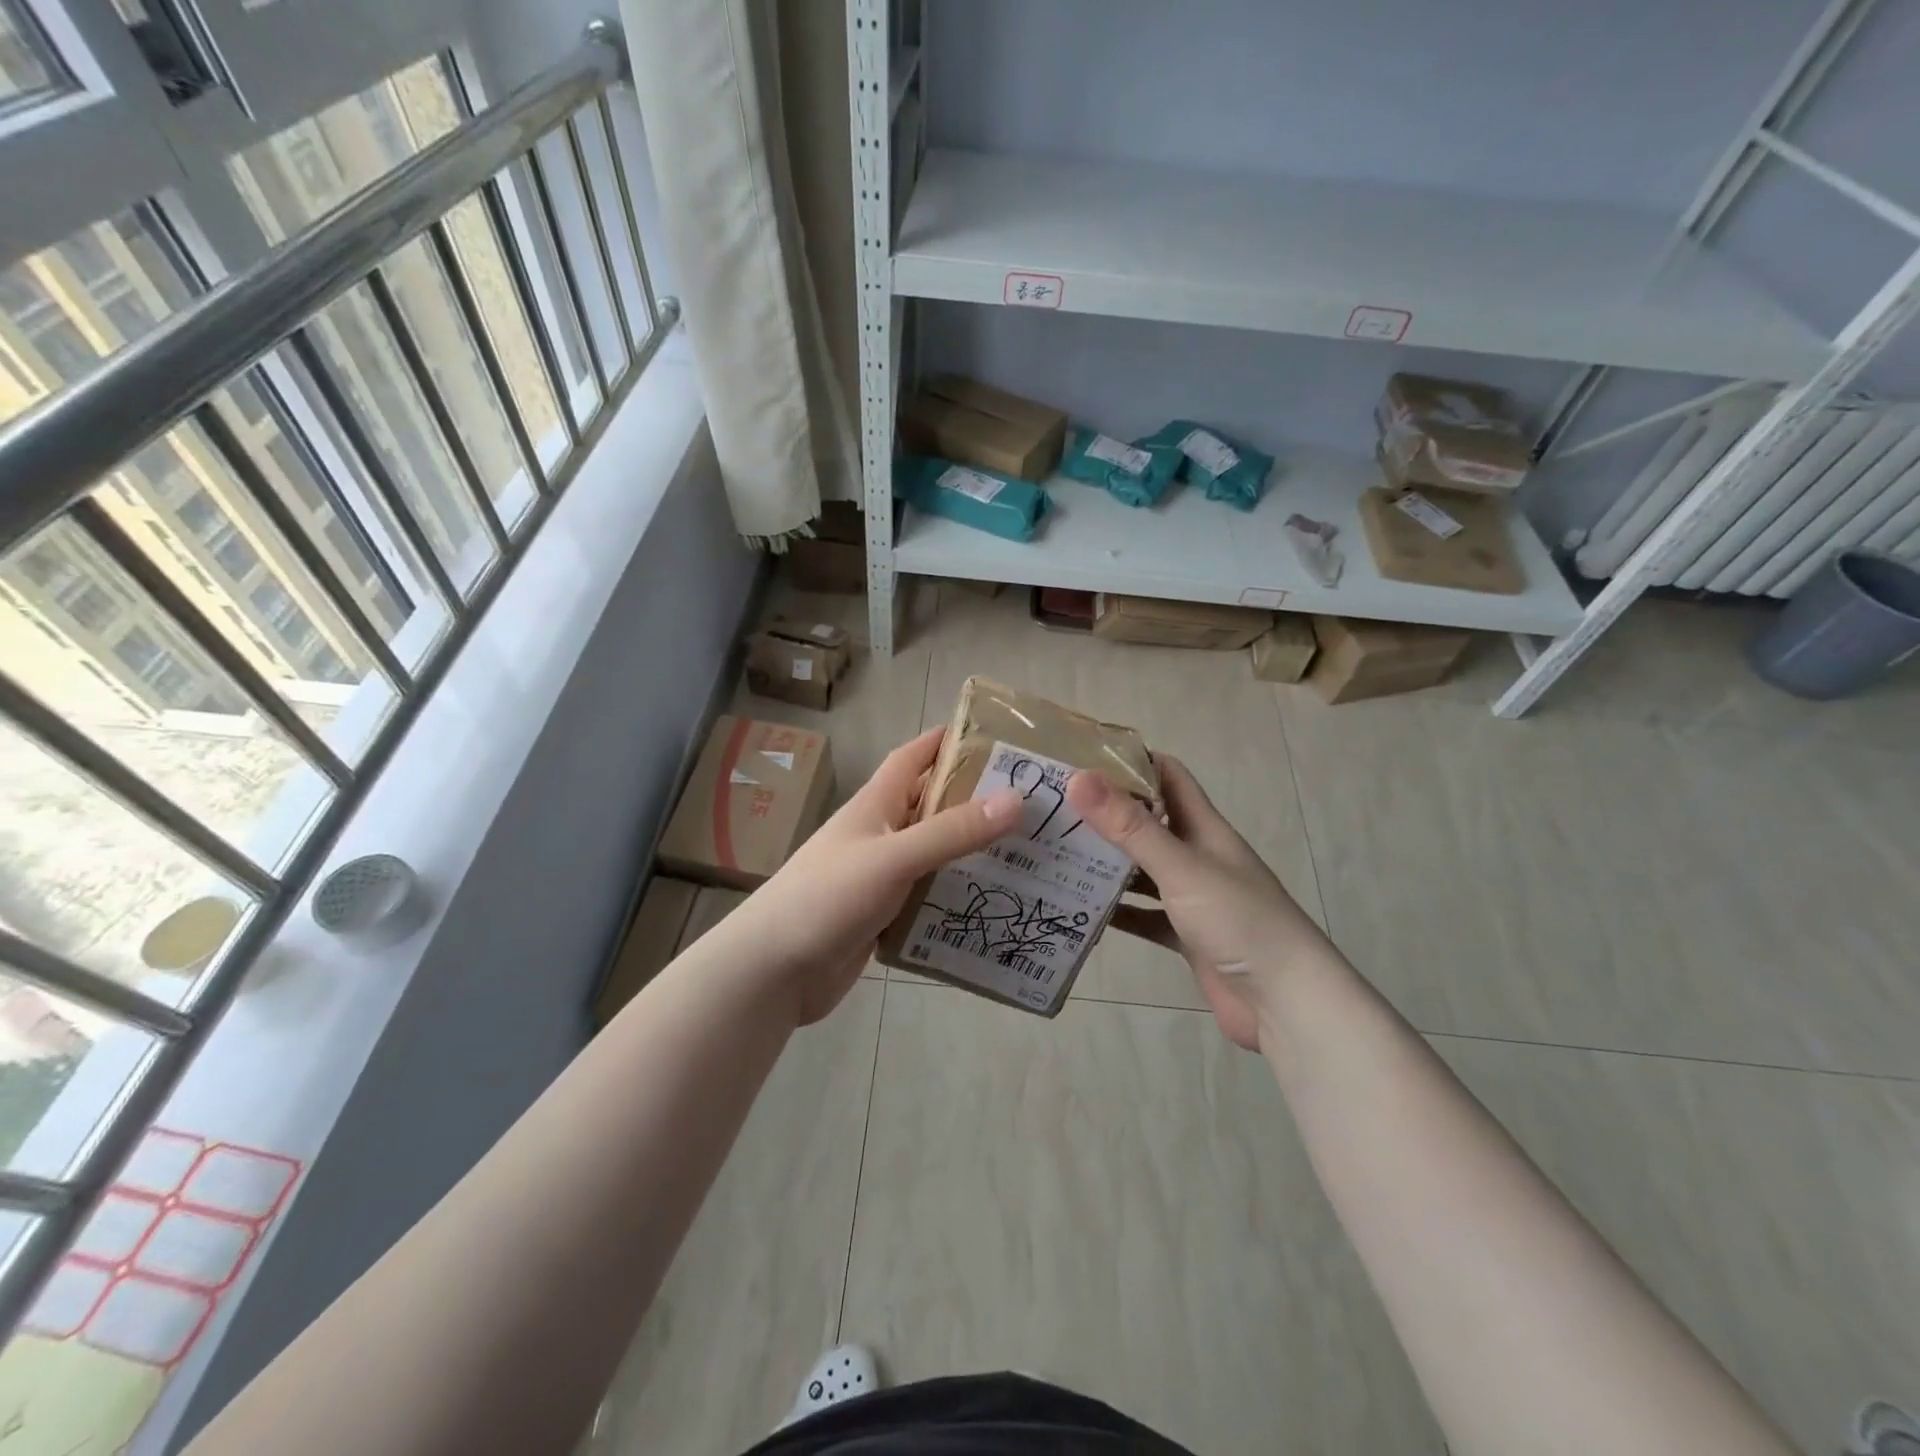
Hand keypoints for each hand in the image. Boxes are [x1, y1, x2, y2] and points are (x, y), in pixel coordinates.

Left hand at [723, 728, 1021, 1025]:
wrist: (773, 970)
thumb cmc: (827, 897)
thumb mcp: (893, 857)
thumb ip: (952, 832)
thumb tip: (1017, 799)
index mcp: (875, 805)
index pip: (913, 757)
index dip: (946, 741)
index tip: (994, 736)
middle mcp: (880, 834)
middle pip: (931, 806)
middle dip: (974, 800)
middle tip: (1032, 803)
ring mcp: (880, 877)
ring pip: (934, 855)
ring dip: (971, 852)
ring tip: (1027, 854)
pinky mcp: (883, 915)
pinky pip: (928, 896)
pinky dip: (956, 895)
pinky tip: (993, 903)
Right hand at [1065, 757, 1330, 1050]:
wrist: (1287, 1003)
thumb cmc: (1240, 921)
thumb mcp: (1181, 867)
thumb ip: (1130, 827)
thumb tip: (1078, 778)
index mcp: (1204, 828)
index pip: (1167, 776)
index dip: (1131, 761)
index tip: (1081, 758)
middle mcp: (1197, 856)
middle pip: (1148, 822)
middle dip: (1106, 814)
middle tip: (1052, 809)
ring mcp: (1192, 898)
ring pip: (1142, 870)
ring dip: (1107, 863)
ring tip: (1056, 855)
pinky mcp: (1185, 936)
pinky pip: (1143, 915)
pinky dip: (1117, 911)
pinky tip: (1081, 910)